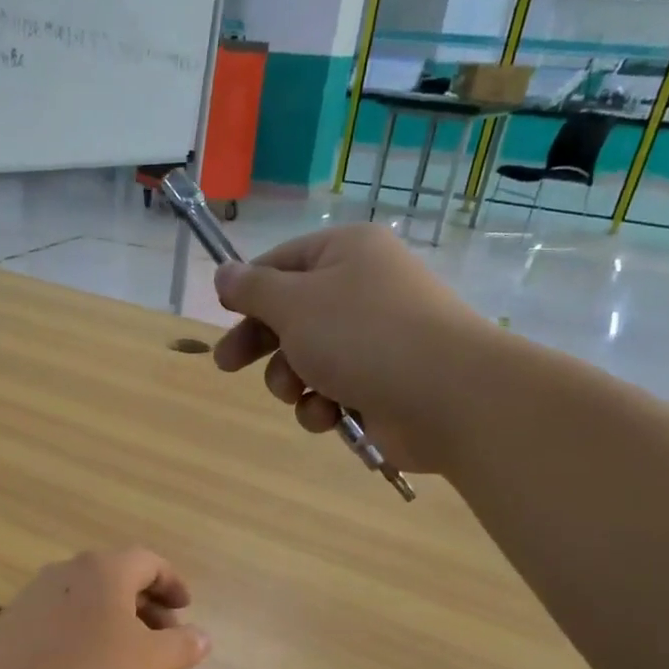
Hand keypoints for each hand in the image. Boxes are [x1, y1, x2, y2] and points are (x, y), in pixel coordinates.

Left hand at [0, 548, 208, 668]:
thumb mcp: (147, 664)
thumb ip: (181, 647)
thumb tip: (203, 636)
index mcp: (106, 569)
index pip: (150, 562)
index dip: (173, 583)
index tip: (186, 608)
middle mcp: (71, 569)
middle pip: (119, 576)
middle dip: (147, 604)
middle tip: (164, 638)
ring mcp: (38, 591)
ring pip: (90, 596)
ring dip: (117, 618)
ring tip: (128, 655)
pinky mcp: (16, 617)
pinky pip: (65, 614)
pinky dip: (87, 629)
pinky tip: (87, 665)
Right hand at [212, 224, 491, 473]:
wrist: (446, 397)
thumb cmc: (363, 336)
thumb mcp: (294, 303)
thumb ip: (252, 289)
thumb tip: (224, 273)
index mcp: (346, 254)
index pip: (282, 263)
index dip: (248, 290)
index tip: (222, 315)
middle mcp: (360, 291)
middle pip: (289, 315)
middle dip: (260, 344)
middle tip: (227, 365)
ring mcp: (372, 342)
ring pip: (305, 361)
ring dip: (291, 381)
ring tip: (300, 390)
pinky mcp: (378, 386)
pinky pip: (330, 393)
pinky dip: (323, 406)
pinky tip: (331, 414)